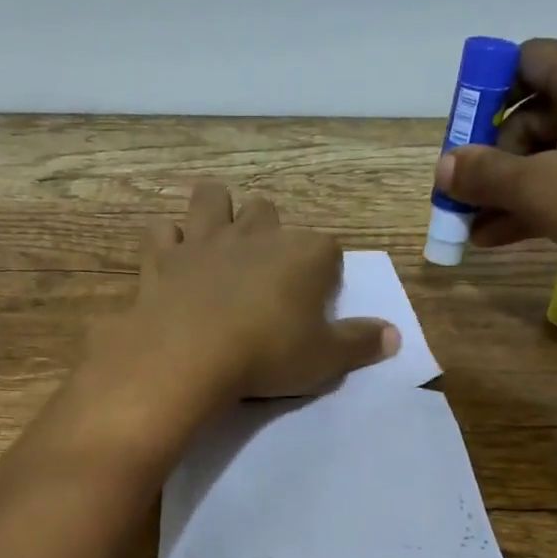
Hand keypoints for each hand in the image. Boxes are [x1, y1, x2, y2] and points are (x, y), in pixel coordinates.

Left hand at [90, 181, 398, 404]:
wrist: (188, 356)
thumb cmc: (267, 354)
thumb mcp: (326, 359)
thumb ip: (361, 343)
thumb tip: (394, 335)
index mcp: (304, 253)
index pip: (327, 249)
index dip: (324, 273)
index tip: (316, 302)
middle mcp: (256, 233)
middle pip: (268, 210)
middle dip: (268, 232)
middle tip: (264, 271)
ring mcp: (205, 239)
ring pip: (210, 198)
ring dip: (214, 212)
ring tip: (216, 242)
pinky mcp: (163, 256)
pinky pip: (162, 231)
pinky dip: (166, 242)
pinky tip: (170, 261)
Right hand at [435, 39, 556, 319]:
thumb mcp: (540, 189)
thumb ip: (484, 174)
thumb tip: (445, 166)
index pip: (526, 60)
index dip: (485, 95)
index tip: (460, 141)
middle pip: (535, 112)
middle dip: (492, 159)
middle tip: (463, 200)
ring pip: (555, 153)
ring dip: (511, 190)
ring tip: (473, 231)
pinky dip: (543, 202)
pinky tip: (504, 238)